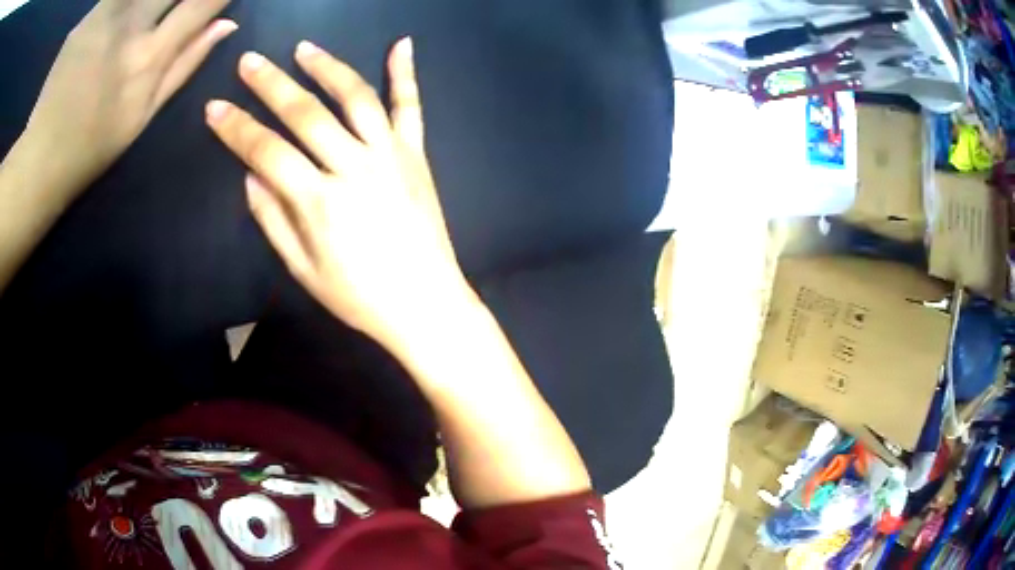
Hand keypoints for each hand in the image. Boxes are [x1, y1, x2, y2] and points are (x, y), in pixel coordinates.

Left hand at [20, 0, 234, 194]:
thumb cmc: (91, 148)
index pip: (201, 4)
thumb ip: (185, 65)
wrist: (38, 160)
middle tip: (172, 9)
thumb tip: (226, 25)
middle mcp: (130, 28)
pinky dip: (123, 5)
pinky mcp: (85, 19)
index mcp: (148, 59)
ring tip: (146, 17)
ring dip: (149, 3)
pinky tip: (115, 23)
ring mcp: (104, 18)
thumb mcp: (142, 115)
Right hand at [205, 39, 475, 349]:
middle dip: (271, 84)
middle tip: (249, 61)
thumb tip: (251, 174)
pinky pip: (411, 107)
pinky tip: (402, 43)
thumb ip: (272, 218)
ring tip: (303, 48)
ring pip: (356, 97)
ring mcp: (391, 156)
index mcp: (320, 202)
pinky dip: (406, 73)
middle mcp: (355, 167)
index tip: (214, 107)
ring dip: (327, 67)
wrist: (426, 304)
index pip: (266, 151)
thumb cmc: (359, 297)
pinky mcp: (418, 156)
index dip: (236, 128)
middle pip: (305, 113)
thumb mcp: (303, 270)